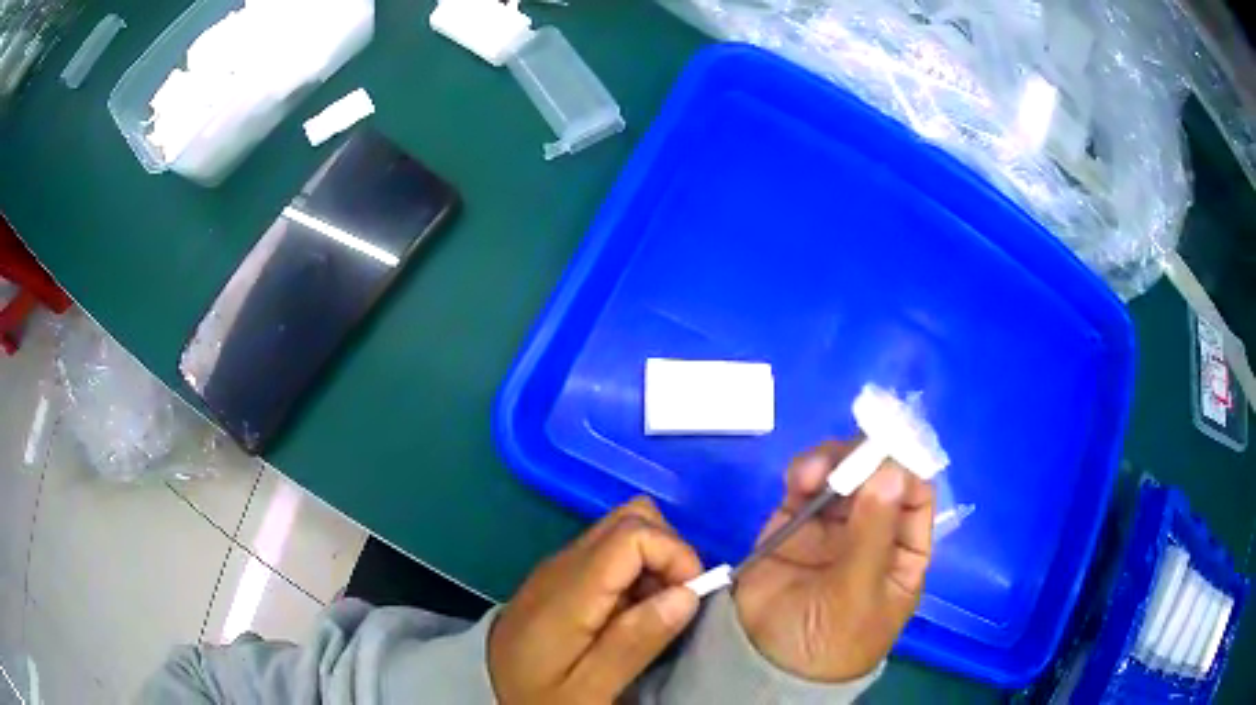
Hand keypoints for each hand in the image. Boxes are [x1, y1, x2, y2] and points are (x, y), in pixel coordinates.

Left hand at [489, 498, 702, 703]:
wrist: (484, 690)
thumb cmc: (536, 695)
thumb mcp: (589, 689)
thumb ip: (635, 641)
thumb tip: (688, 594)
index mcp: (571, 589)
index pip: (634, 531)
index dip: (676, 554)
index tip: (689, 599)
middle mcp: (564, 563)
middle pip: (632, 516)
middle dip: (670, 552)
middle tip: (674, 603)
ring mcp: (561, 566)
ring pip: (624, 529)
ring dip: (656, 563)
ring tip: (653, 613)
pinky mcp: (561, 576)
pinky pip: (611, 552)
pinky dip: (637, 572)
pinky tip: (631, 613)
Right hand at [734, 441, 935, 681]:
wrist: (763, 664)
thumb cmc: (830, 640)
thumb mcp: (858, 594)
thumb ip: (873, 534)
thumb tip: (891, 472)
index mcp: (903, 551)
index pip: (915, 498)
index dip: (906, 469)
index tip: (888, 453)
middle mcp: (873, 530)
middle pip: (878, 477)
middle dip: (865, 459)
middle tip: (849, 456)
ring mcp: (833, 525)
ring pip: (843, 474)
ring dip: (833, 461)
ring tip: (814, 472)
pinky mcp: (795, 522)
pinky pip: (805, 485)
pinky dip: (804, 472)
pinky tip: (800, 477)